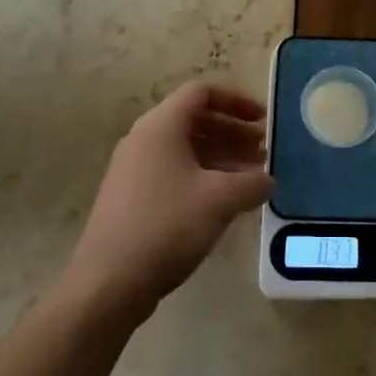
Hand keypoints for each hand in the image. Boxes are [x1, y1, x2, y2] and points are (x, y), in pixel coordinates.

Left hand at [60, 82, 272, 324]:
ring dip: (221, 157)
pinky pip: (173, 171)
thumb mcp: (220, 200)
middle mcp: (144, 139)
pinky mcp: (131, 196)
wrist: (108, 283)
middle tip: (263, 152)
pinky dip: (202, 176)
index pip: (202, 93)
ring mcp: (133, 169)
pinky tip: (224, 202)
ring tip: (252, 178)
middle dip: (233, 132)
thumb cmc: (166, 226)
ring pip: (185, 148)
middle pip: (195, 120)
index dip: (237, 101)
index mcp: (161, 126)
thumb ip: (252, 182)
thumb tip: (267, 180)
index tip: (263, 120)